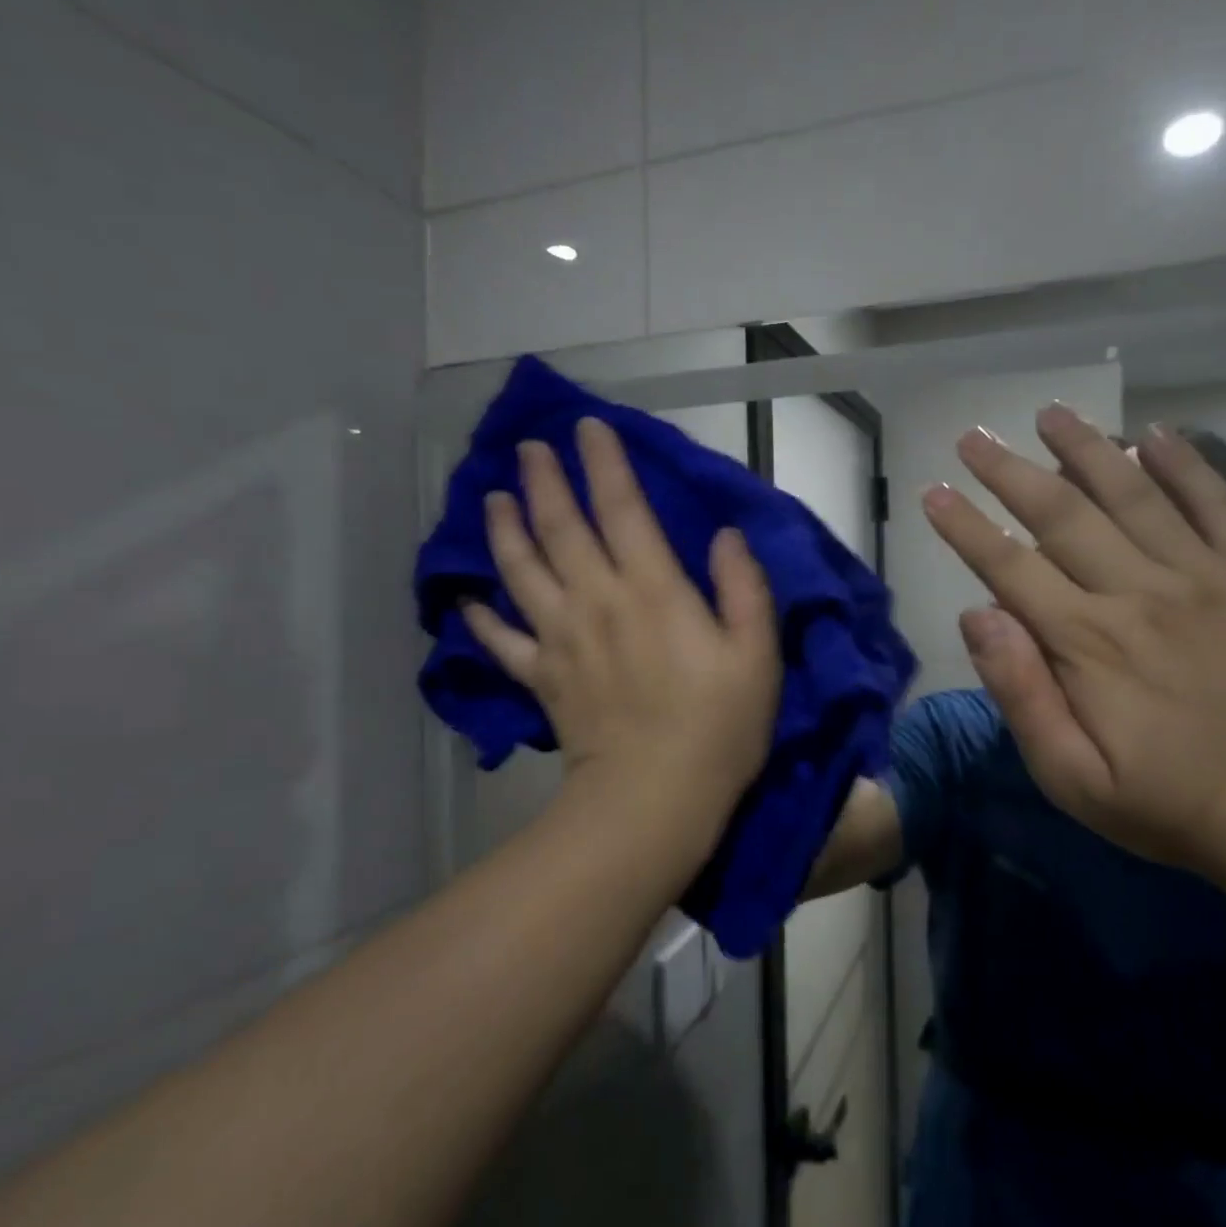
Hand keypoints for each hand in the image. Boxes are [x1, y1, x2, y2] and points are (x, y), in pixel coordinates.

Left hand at [464, 417, 780, 826]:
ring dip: (504, 530)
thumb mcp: (757, 655)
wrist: (655, 798)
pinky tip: (469, 600)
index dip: (605, 464)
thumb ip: (744, 588)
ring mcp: (562, 639)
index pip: (622, 509)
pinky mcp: (542, 678)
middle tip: (528, 448)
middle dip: (544, 481)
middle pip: (561, 528)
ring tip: (492, 498)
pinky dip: (482, 619)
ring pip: (522, 570)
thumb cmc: (718, 727)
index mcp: (653, 590)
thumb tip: (725, 535)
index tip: (588, 428)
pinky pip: (502, 641)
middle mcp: (598, 601)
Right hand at [921, 407, 1225, 873]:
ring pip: (1133, 493)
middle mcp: (1140, 593)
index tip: (934, 492)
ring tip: (1050, 412)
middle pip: (1061, 514)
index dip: (965, 527)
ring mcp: (1205, 577)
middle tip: (974, 436)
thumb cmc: (1172, 805)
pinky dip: (1187, 464)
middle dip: (1008, 471)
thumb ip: (1020, 694)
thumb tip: (976, 615)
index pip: (1008, 567)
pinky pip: (1219, 504)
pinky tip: (1155, 434)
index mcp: (1088, 643)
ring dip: (1085, 448)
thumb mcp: (1073, 778)